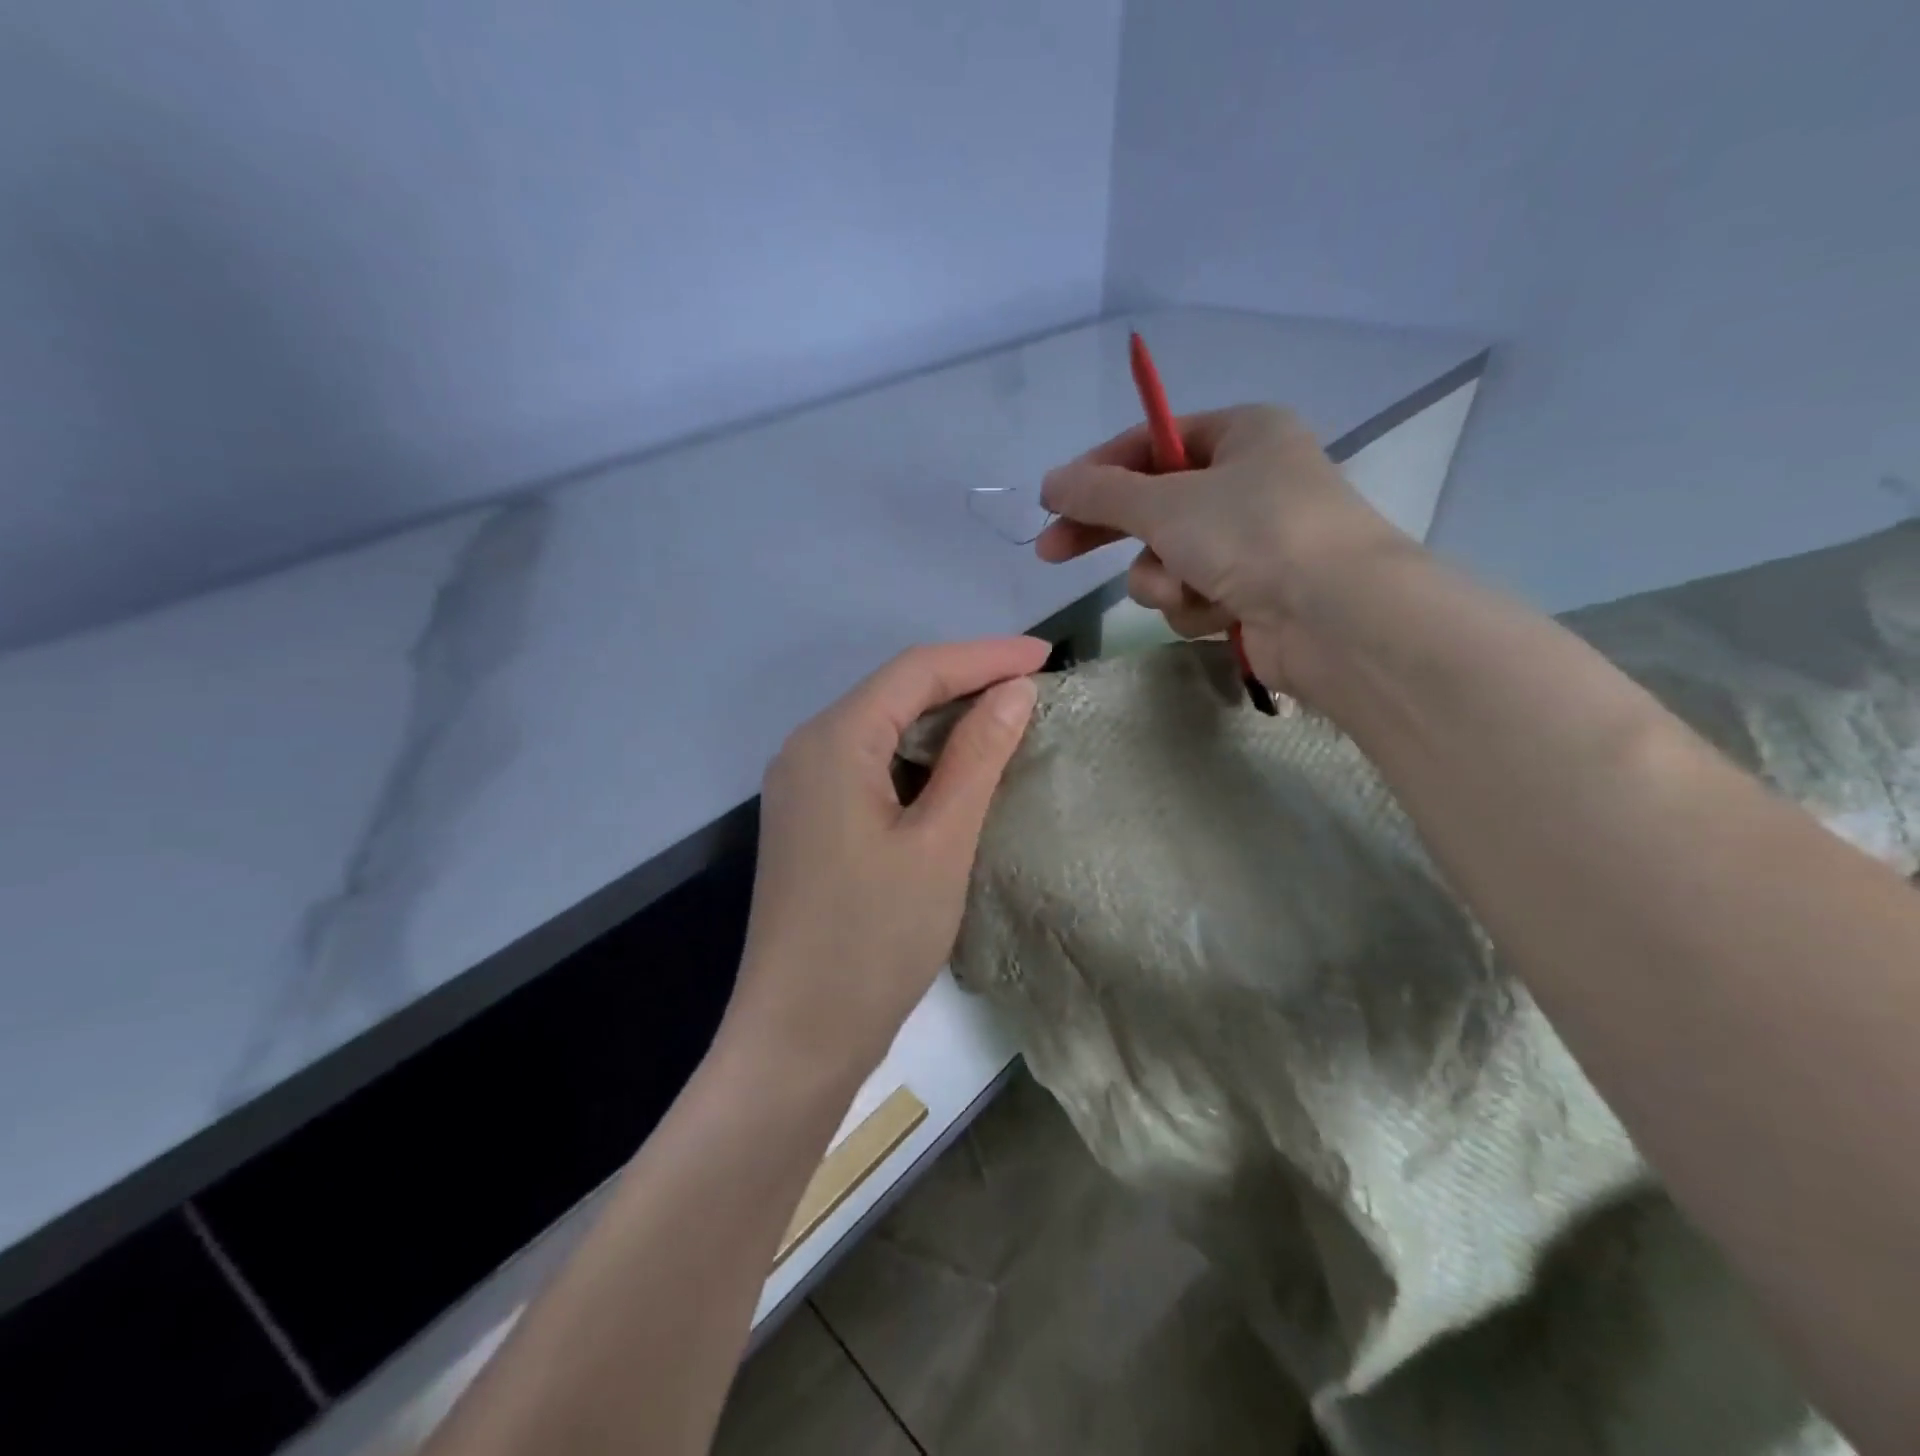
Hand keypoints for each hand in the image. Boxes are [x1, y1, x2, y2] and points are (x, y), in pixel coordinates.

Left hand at [729, 638, 1047, 1081]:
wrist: (797, 1037)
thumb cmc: (873, 942)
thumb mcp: (939, 843)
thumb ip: (977, 758)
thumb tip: (1014, 692)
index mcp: (833, 741)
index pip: (917, 671)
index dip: (985, 657)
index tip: (1047, 656)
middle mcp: (806, 748)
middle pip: (895, 691)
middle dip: (965, 681)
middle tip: (1033, 687)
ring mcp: (802, 785)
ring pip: (882, 727)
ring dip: (943, 719)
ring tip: (1006, 720)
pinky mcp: (809, 819)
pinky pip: (869, 763)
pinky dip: (918, 756)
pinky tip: (955, 769)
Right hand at [1035, 404, 1407, 699]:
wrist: (1334, 617)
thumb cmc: (1253, 533)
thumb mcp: (1166, 503)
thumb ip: (1101, 493)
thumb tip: (1050, 483)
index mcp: (1243, 434)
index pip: (1153, 442)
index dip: (1099, 469)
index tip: (1053, 499)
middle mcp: (1250, 482)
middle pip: (1154, 503)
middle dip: (1109, 532)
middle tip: (1052, 551)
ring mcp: (1252, 542)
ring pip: (1169, 559)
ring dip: (1163, 579)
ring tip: (1185, 589)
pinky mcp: (1252, 593)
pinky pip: (1194, 595)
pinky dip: (1194, 606)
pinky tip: (1218, 613)